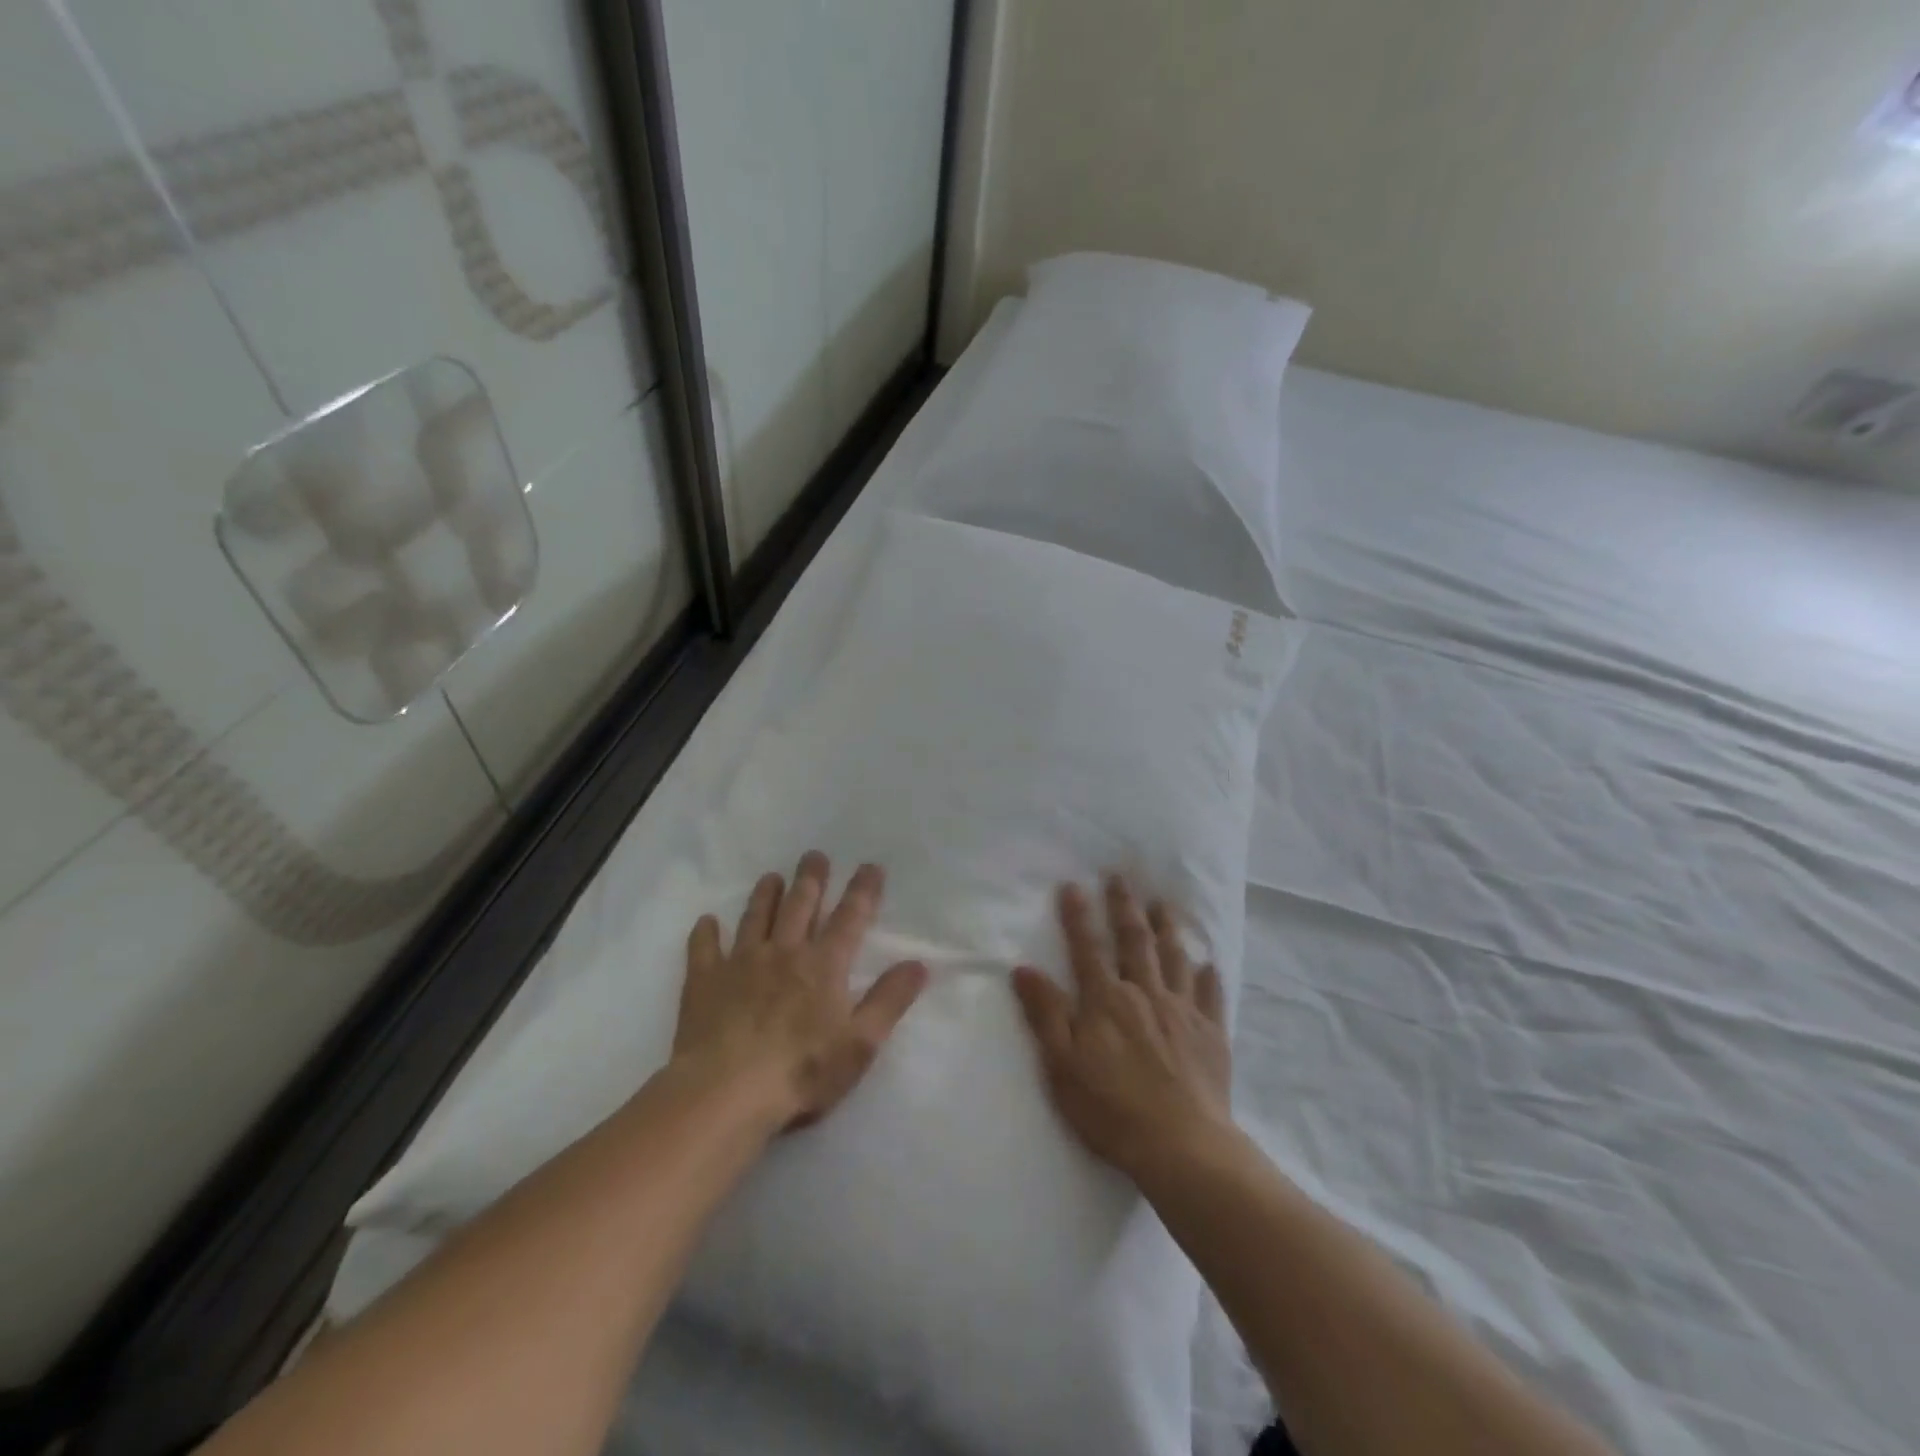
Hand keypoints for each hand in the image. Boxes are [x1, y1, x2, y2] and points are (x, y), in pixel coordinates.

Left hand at [673, 853, 928, 1132]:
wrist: (725, 1093)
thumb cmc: (801, 1072)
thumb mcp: (860, 1044)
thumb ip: (889, 1001)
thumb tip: (919, 964)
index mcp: (823, 965)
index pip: (849, 918)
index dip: (862, 891)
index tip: (870, 866)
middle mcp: (784, 953)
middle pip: (801, 905)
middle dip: (811, 879)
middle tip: (814, 856)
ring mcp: (741, 964)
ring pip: (756, 918)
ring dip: (766, 895)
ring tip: (771, 877)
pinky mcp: (705, 982)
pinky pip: (704, 949)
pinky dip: (706, 933)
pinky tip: (706, 922)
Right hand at [1012, 877, 1232, 1182]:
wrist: (1182, 1146)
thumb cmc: (1111, 1109)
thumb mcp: (1062, 1066)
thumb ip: (1045, 1014)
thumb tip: (1024, 968)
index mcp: (1106, 1001)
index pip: (1087, 949)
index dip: (1078, 917)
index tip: (1073, 885)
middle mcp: (1145, 994)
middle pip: (1134, 941)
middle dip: (1125, 907)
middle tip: (1121, 876)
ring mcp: (1182, 1011)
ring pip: (1174, 958)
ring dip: (1167, 928)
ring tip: (1163, 904)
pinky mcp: (1211, 1034)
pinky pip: (1210, 995)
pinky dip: (1208, 976)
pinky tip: (1208, 963)